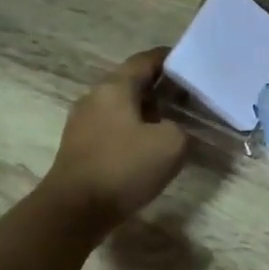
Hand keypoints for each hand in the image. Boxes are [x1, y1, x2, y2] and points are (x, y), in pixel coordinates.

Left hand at [43, 49, 188, 237]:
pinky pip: (113, 128)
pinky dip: (134, 130)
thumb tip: (176, 129)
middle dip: (162, 88)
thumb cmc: (124, 167)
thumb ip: (183, 129)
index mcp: (115, 87)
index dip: (171, 60)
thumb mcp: (172, 144)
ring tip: (175, 123)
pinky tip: (150, 147)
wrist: (75, 210)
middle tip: (190, 99)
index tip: (193, 65)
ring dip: (148, 111)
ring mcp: (83, 123)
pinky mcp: (80, 147)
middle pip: (133, 82)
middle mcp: (95, 97)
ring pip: (123, 107)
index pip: (146, 60)